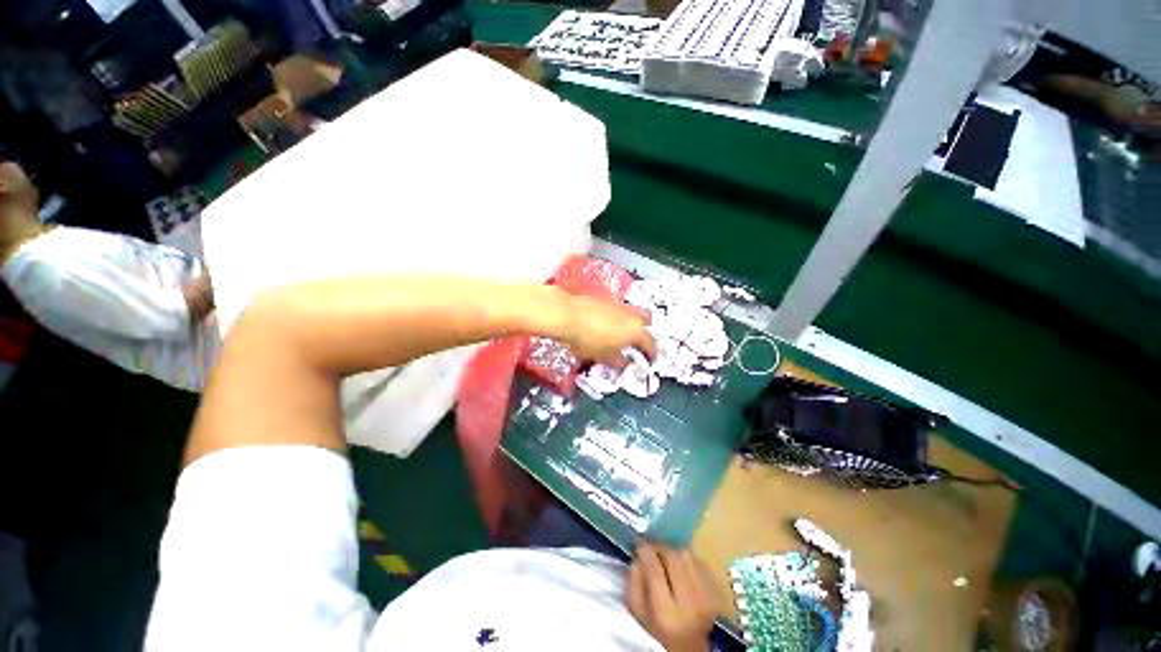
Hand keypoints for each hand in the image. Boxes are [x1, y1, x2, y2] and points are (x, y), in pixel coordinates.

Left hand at [563, 295, 655, 367]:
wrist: (568, 315)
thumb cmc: (589, 340)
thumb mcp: (605, 358)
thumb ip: (620, 362)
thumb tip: (627, 363)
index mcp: (637, 331)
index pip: (651, 344)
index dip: (651, 355)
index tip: (649, 362)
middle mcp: (632, 315)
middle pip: (647, 323)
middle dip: (646, 334)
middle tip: (639, 345)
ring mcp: (619, 305)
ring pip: (632, 315)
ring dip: (631, 325)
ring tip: (621, 336)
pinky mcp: (606, 300)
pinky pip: (619, 311)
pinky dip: (618, 320)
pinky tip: (607, 327)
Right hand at [628, 543, 720, 651]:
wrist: (695, 646)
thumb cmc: (663, 631)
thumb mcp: (641, 615)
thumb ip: (634, 586)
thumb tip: (637, 559)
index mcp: (666, 612)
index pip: (654, 569)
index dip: (645, 552)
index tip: (639, 546)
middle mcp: (689, 601)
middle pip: (672, 557)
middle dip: (659, 548)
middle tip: (652, 550)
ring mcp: (707, 594)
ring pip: (686, 555)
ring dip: (673, 552)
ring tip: (666, 558)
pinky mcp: (717, 589)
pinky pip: (698, 560)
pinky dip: (687, 558)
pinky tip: (681, 566)